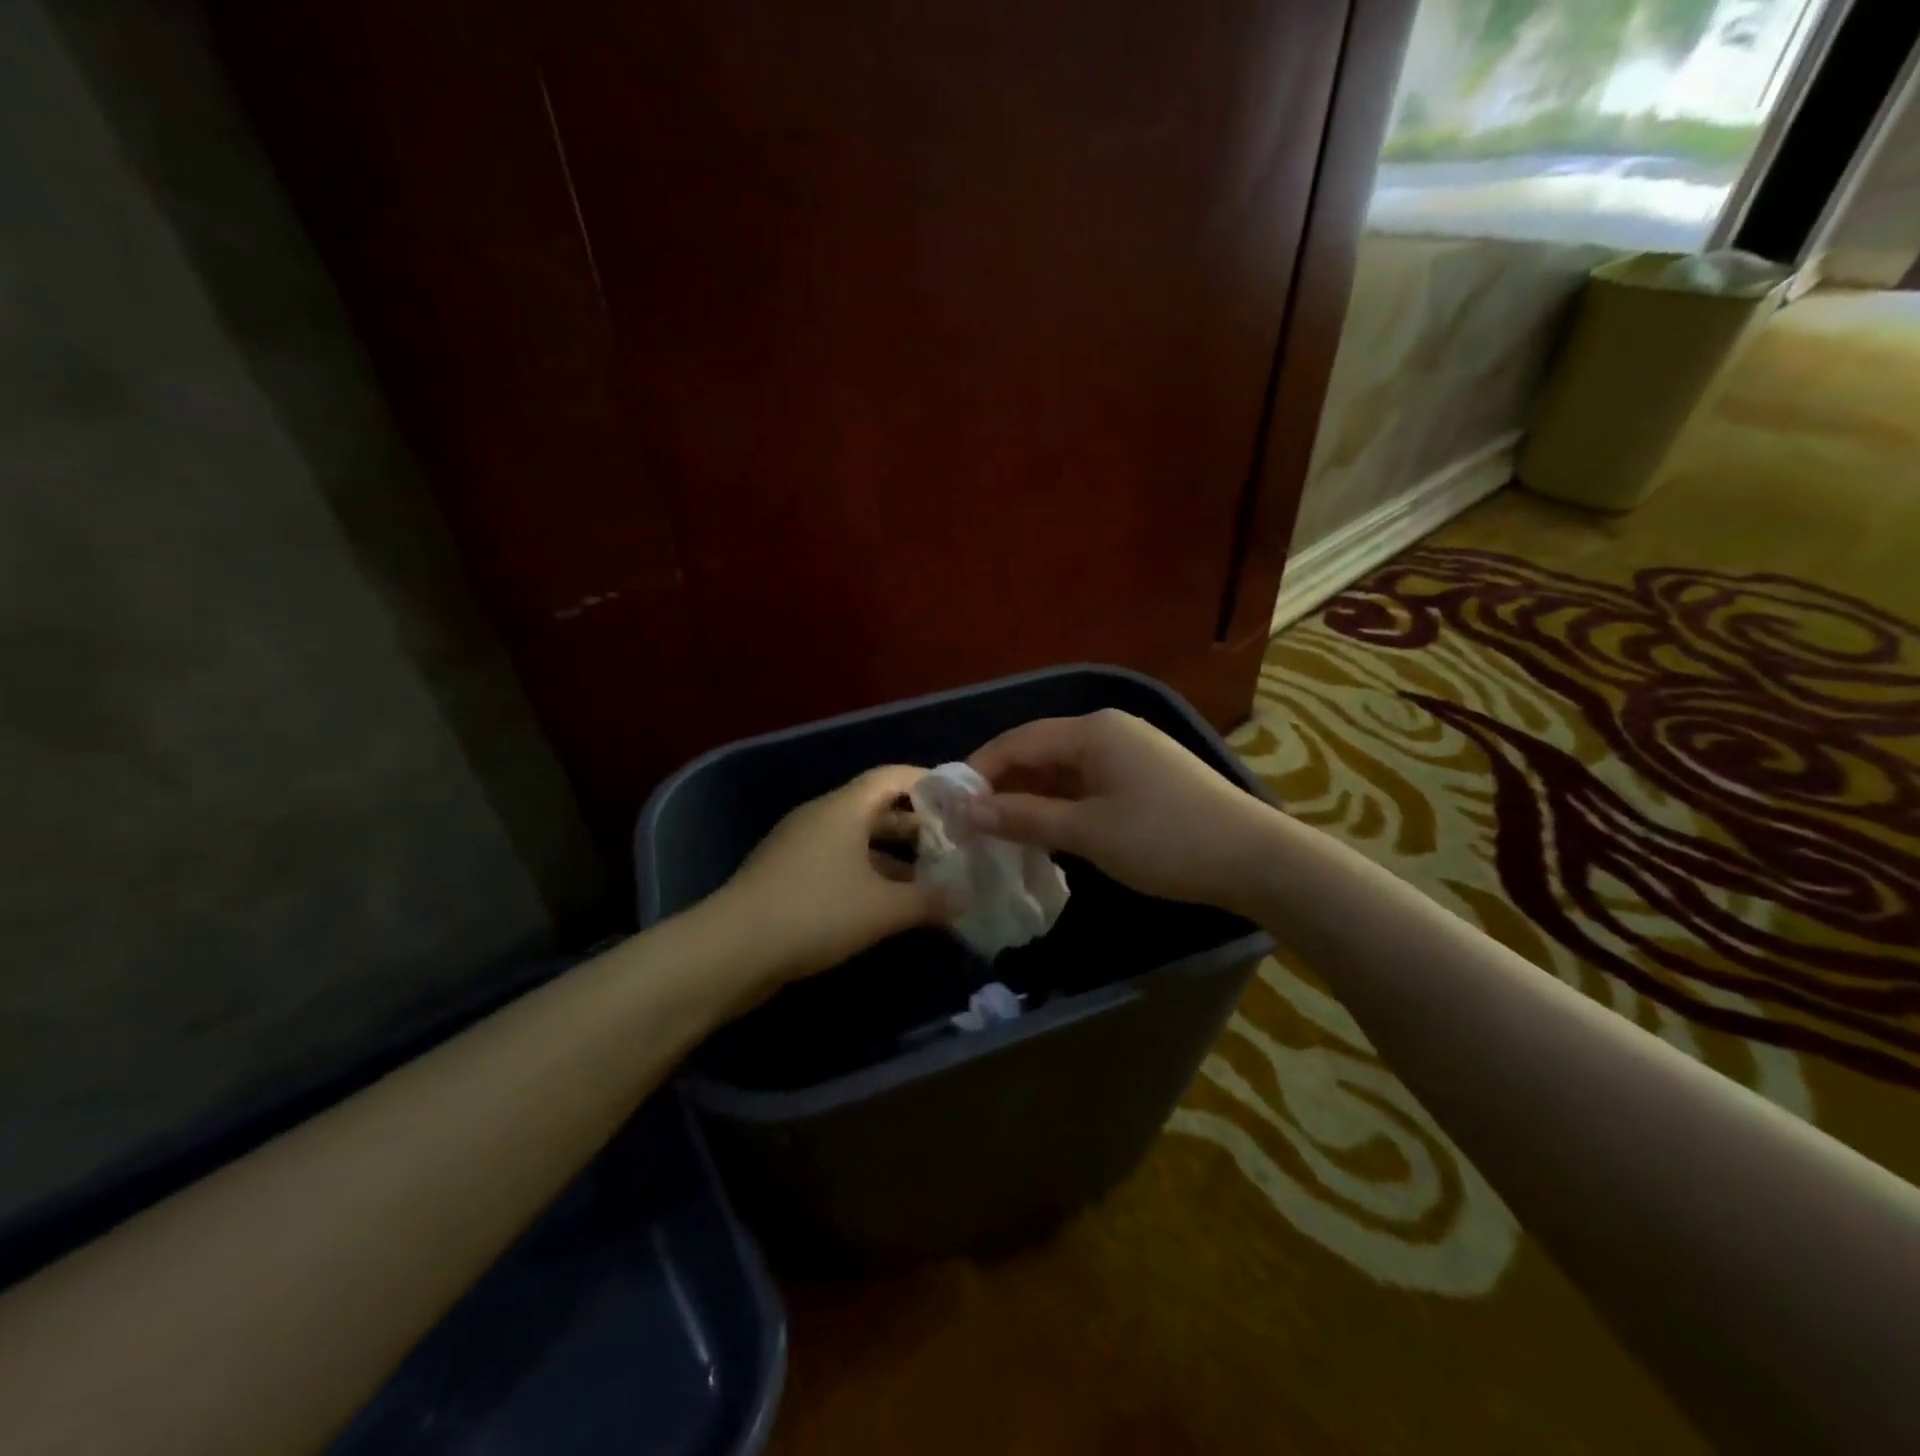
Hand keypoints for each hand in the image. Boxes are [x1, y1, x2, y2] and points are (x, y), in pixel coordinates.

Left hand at [718, 765, 956, 982]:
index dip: (929, 783)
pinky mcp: (788, 875)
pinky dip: (868, 874)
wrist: (731, 950)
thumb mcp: (883, 908)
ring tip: (931, 876)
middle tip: (954, 842)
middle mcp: (821, 817)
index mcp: (844, 808)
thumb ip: (931, 900)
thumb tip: (968, 896)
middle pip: (877, 807)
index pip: (893, 776)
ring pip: (858, 838)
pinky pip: (839, 862)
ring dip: (894, 854)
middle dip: (917, 824)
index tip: (961, 801)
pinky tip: (889, 903)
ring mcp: (800, 846)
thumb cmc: (815, 913)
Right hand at [966, 709, 1276, 913]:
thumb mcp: (1087, 831)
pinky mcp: (1145, 777)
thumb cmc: (1164, 839)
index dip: (980, 772)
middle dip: (1003, 787)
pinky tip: (1047, 831)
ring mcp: (1130, 753)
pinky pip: (1088, 783)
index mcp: (1092, 731)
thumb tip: (966, 813)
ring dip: (1032, 798)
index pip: (1018, 742)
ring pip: (1064, 770)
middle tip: (971, 825)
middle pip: (1040, 752)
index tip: (950, 807)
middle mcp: (1109, 731)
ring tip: (1000, 833)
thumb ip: (1023, 818)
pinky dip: (1063, 805)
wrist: (1255, 858)